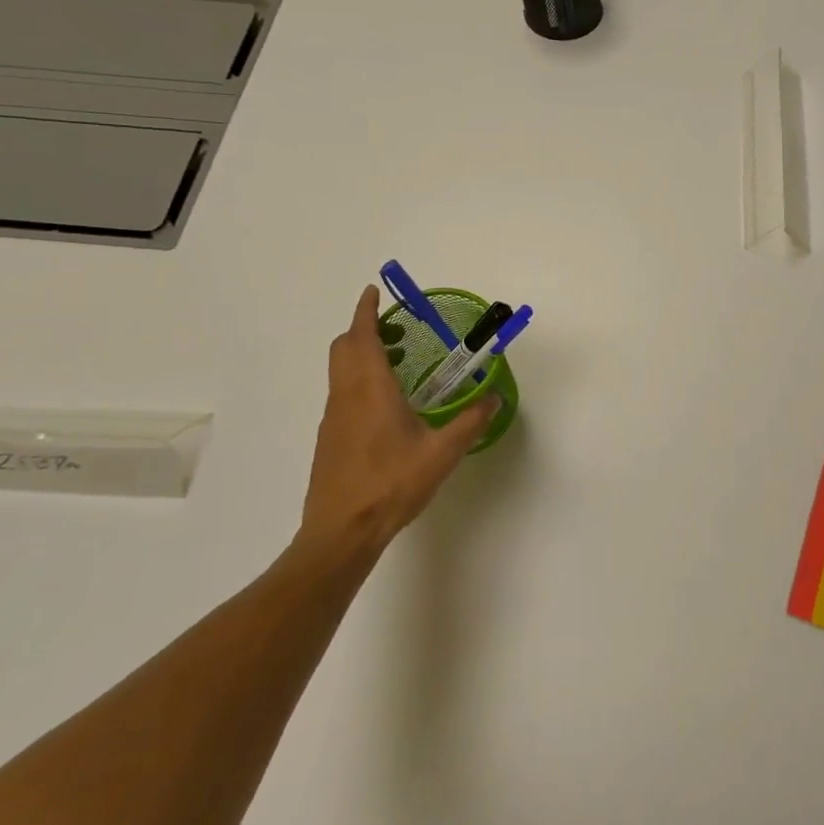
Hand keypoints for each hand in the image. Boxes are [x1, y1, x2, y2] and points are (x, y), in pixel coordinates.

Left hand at [297, 285, 498, 560]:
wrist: (341, 532)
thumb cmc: (391, 485)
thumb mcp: (441, 453)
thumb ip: (470, 422)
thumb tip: (493, 398)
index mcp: (370, 389)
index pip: (361, 336)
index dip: (365, 311)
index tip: (373, 292)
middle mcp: (346, 395)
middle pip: (343, 348)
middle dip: (364, 330)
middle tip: (396, 329)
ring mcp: (333, 418)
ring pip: (340, 371)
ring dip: (362, 355)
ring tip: (399, 364)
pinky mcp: (329, 438)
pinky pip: (342, 393)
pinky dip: (359, 380)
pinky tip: (387, 406)